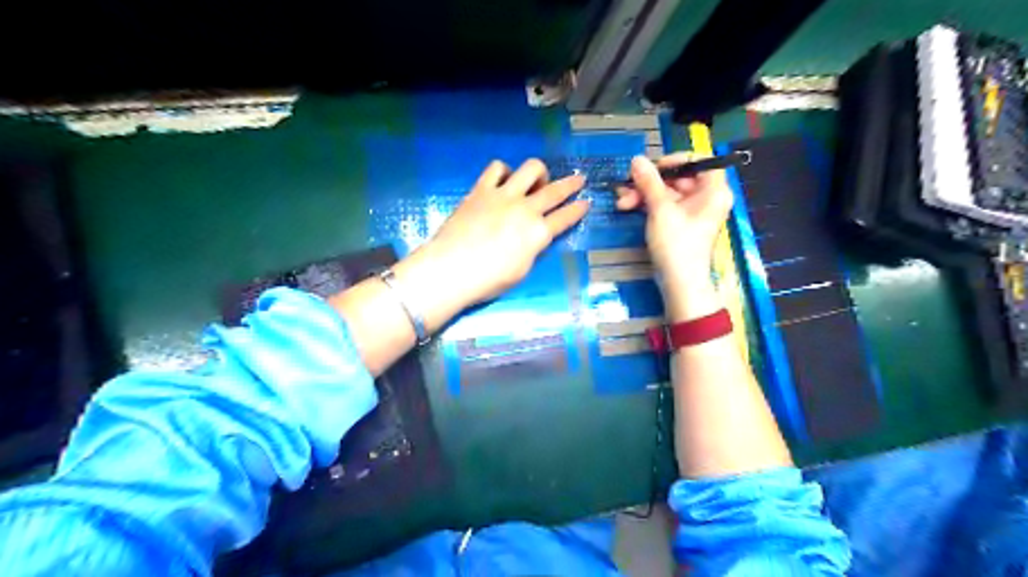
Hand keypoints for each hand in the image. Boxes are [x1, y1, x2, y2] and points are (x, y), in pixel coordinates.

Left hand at [408, 157, 585, 311]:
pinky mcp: (481, 189)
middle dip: (571, 184)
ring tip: (536, 182)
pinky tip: (504, 179)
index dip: (578, 210)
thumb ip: (532, 249)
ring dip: (539, 173)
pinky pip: (497, 168)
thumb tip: (534, 237)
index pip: (565, 218)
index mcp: (538, 233)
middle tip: (579, 179)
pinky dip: (505, 171)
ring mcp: (503, 195)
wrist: (450, 269)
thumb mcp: (521, 271)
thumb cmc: (488, 280)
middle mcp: (525, 209)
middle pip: (555, 190)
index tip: (586, 202)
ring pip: (531, 169)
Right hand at [612, 153, 733, 318]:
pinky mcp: (680, 223)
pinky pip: (665, 205)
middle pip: (678, 177)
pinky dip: (647, 204)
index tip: (653, 168)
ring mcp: (693, 211)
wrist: (679, 283)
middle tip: (627, 186)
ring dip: (643, 194)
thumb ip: (649, 182)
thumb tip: (636, 159)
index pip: (699, 160)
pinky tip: (627, 206)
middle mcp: (706, 197)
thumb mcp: (661, 209)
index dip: (675, 160)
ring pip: (667, 192)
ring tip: (622, 202)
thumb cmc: (677, 244)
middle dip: (649, 181)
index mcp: (713, 190)